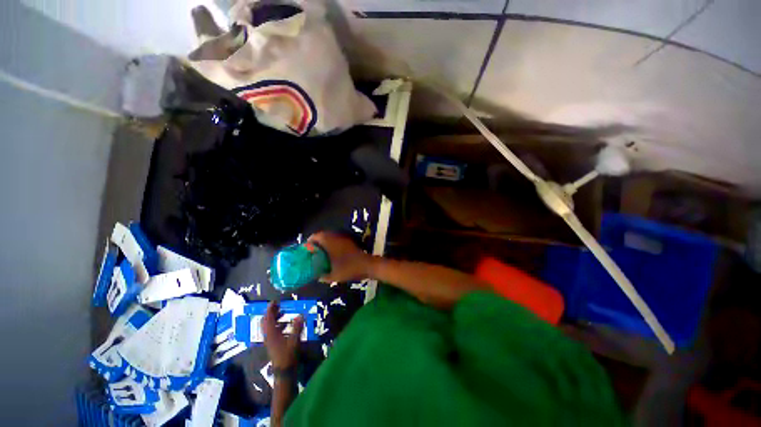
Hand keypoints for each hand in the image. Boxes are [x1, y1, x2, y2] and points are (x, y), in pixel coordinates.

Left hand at [262, 302, 303, 368]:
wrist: (284, 371)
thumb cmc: (288, 355)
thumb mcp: (294, 340)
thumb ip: (297, 327)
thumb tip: (301, 315)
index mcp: (271, 334)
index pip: (268, 319)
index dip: (270, 309)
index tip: (274, 302)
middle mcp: (268, 336)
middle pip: (265, 322)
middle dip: (270, 313)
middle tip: (278, 306)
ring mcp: (270, 341)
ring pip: (268, 327)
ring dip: (274, 319)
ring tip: (283, 313)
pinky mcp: (273, 345)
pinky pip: (272, 331)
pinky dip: (277, 325)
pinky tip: (286, 325)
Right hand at [308, 232, 373, 282]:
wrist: (367, 265)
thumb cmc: (349, 269)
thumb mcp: (334, 276)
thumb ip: (324, 277)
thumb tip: (317, 277)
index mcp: (330, 243)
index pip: (317, 236)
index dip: (310, 241)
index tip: (306, 248)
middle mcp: (336, 238)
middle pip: (323, 235)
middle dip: (316, 241)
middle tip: (312, 251)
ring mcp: (344, 239)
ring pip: (331, 237)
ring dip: (324, 242)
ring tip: (320, 252)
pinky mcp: (349, 242)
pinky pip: (337, 240)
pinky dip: (332, 244)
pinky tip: (331, 254)